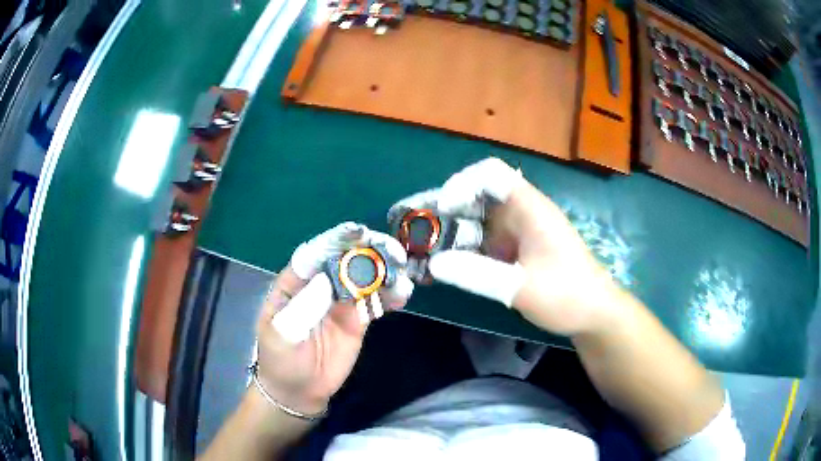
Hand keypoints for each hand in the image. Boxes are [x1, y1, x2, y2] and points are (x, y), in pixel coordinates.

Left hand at [255, 223, 413, 413]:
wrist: (298, 391)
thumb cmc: (281, 361)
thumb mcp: (282, 336)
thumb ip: (302, 309)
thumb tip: (328, 280)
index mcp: (295, 283)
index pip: (314, 253)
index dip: (335, 240)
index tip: (358, 232)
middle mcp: (320, 285)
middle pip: (345, 260)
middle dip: (368, 251)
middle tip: (392, 252)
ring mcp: (341, 301)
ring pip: (365, 278)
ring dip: (385, 271)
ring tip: (402, 275)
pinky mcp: (358, 319)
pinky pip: (376, 301)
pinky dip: (391, 295)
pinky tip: (403, 295)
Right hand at [399, 158, 618, 335]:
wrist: (594, 314)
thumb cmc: (567, 295)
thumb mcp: (521, 287)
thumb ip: (476, 274)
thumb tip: (434, 262)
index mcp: (530, 208)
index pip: (491, 173)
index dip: (462, 183)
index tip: (442, 209)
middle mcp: (522, 213)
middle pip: (479, 196)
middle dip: (448, 210)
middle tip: (418, 230)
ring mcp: (520, 232)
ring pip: (479, 220)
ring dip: (453, 231)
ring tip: (425, 249)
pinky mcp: (518, 250)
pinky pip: (486, 241)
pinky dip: (466, 250)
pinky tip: (448, 266)